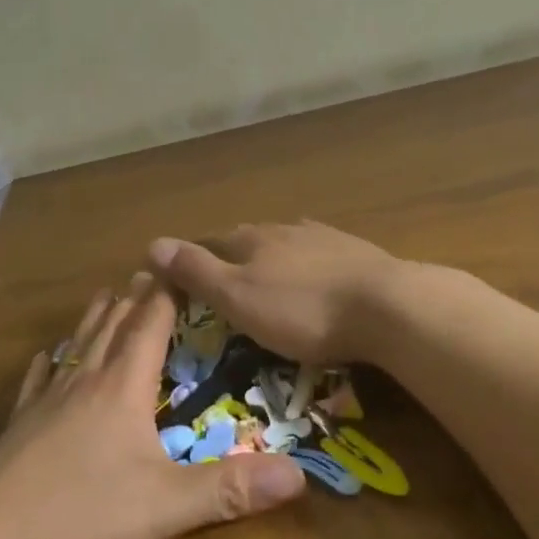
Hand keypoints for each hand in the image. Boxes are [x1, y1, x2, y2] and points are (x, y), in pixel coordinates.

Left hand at [0, 273, 304, 538]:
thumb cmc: (78, 519)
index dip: (165, 294)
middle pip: (112, 327)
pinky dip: (49, 362)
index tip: (178, 264)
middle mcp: (83, 382)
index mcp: (121, 388)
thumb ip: (228, 490)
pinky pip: (37, 382)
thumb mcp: (163, 509)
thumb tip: (298, 476)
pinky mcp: (17, 429)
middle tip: (147, 271)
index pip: (149, 325)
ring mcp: (45, 403)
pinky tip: (45, 357)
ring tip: (105, 295)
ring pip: (76, 346)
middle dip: (133, 298)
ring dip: (95, 319)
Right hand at [147, 222, 406, 369]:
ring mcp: (321, 236)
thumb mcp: (239, 297)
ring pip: (285, 242)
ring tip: (267, 277)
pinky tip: (314, 272)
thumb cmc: (303, 310)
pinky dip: (307, 262)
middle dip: (233, 256)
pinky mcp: (354, 251)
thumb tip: (152, 243)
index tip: (182, 277)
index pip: (211, 242)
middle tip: (225, 282)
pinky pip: (319, 252)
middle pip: (248, 238)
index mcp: (251, 240)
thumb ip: (197, 271)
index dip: (194, 258)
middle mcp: (283, 229)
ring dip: (272, 256)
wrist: (385, 305)